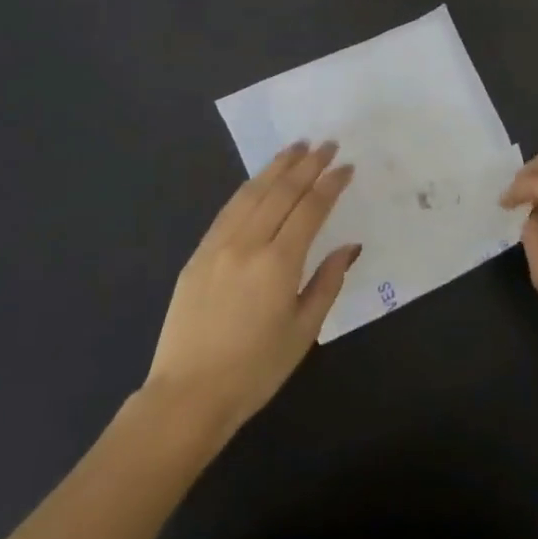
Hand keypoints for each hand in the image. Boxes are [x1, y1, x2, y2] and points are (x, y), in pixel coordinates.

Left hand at [146, 141, 357, 434]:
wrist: (188, 394)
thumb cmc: (255, 370)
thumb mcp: (303, 331)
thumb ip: (327, 283)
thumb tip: (349, 247)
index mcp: (278, 263)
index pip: (310, 209)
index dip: (330, 184)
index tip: (346, 166)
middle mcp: (247, 244)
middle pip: (281, 192)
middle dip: (307, 165)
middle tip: (326, 144)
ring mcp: (218, 245)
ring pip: (251, 193)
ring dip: (276, 167)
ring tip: (296, 147)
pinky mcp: (198, 254)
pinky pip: (228, 210)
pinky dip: (249, 189)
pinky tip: (259, 180)